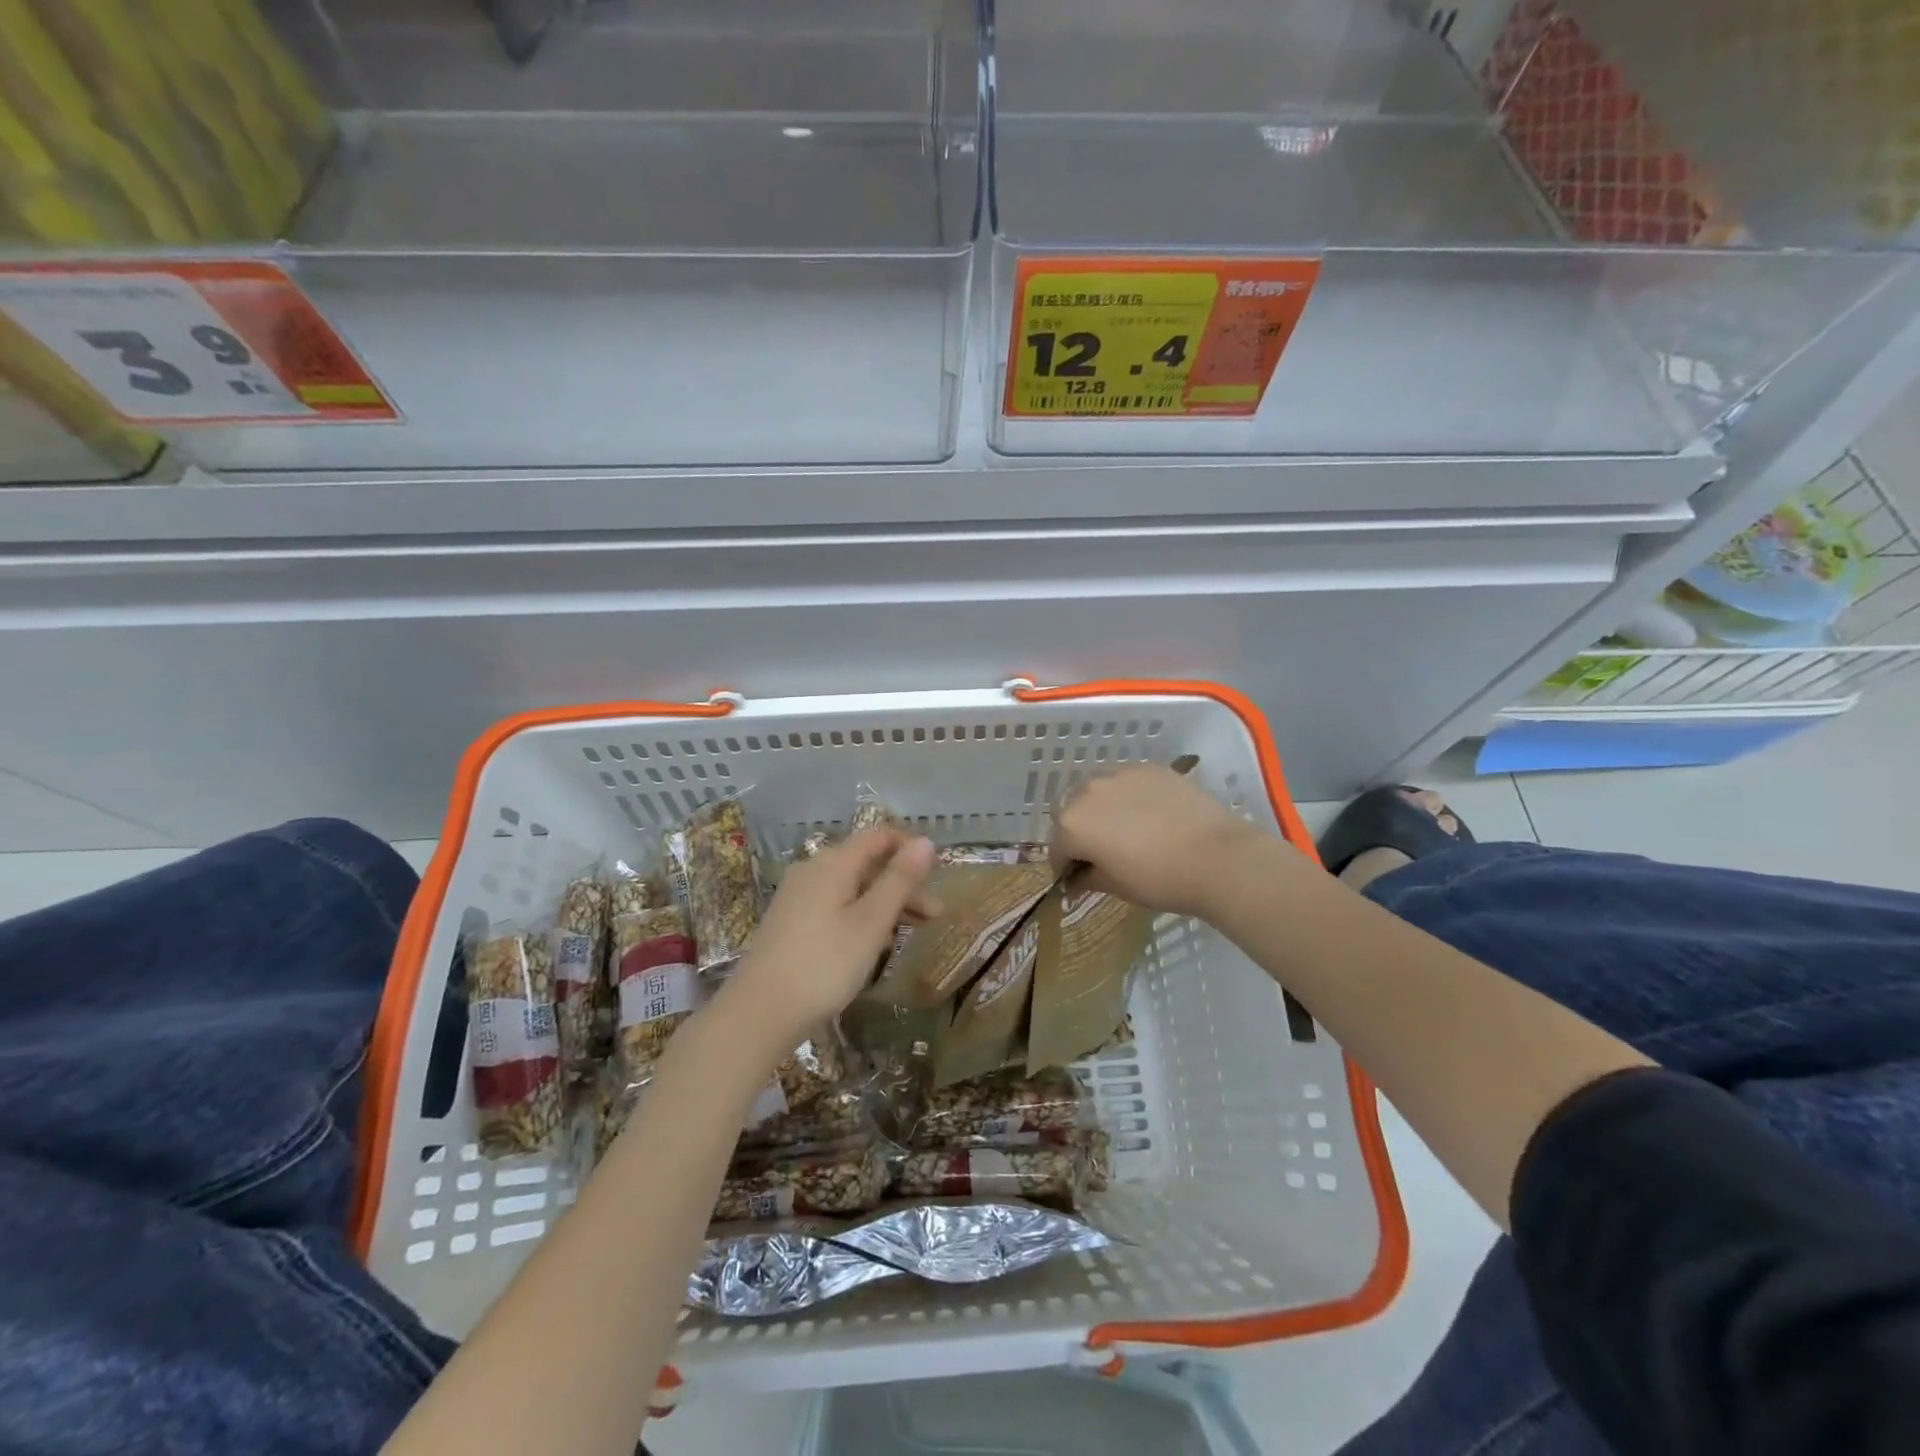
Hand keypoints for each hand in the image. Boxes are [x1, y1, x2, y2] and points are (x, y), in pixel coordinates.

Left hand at [719, 828, 937, 1050]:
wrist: (759, 1014)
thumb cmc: (824, 964)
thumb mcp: (871, 922)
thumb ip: (899, 880)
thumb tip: (925, 841)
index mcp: (832, 863)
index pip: (878, 836)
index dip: (909, 847)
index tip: (938, 870)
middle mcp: (813, 871)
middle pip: (866, 864)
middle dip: (903, 884)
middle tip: (935, 914)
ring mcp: (798, 897)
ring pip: (852, 888)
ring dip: (886, 904)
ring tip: (914, 931)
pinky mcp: (791, 923)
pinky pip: (836, 906)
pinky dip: (862, 917)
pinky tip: (876, 944)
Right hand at [1052, 765, 1266, 917]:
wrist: (1216, 856)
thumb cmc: (1158, 879)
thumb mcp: (1116, 886)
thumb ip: (1087, 878)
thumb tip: (1076, 880)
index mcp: (1072, 823)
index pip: (1057, 846)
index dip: (1065, 865)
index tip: (1078, 878)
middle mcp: (1088, 791)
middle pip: (1072, 811)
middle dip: (1080, 831)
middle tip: (1101, 851)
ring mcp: (1120, 774)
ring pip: (1099, 791)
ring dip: (1102, 808)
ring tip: (1125, 828)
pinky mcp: (1149, 768)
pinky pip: (1127, 782)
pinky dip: (1129, 796)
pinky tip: (1149, 814)